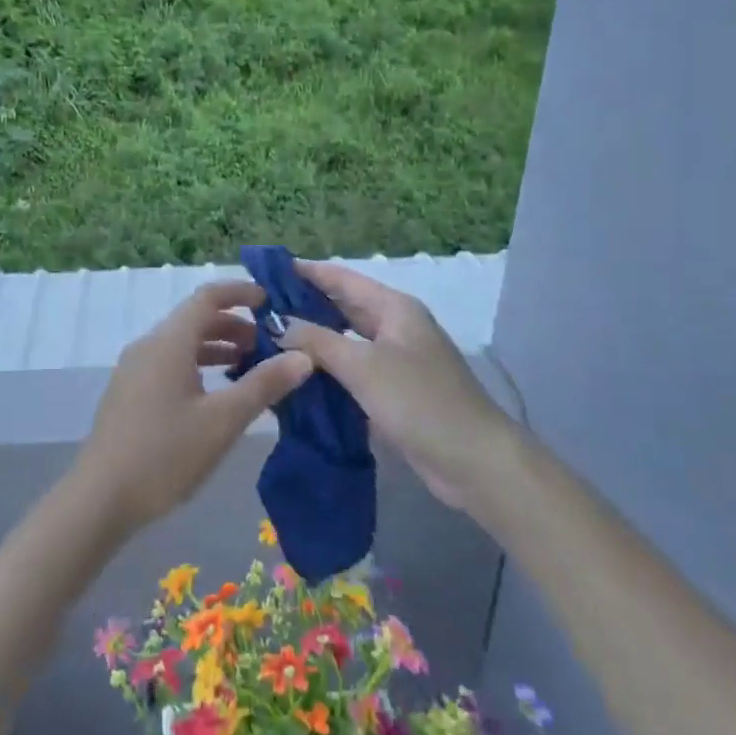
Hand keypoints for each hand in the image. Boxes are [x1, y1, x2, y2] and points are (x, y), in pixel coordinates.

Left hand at [73, 281, 312, 533]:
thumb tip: (303, 355)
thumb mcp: (222, 421)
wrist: (100, 497)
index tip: (271, 301)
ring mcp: (134, 368)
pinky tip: (214, 394)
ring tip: (249, 368)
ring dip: (216, 346)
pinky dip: (197, 364)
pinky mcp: (129, 392)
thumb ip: (263, 385)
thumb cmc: (165, 454)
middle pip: (194, 318)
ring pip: (181, 342)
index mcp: (169, 341)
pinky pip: (169, 362)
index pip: (207, 296)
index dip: (240, 292)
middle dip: (234, 325)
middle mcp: (149, 345)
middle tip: (270, 344)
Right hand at [278, 261, 513, 515]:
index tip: (266, 271)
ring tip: (269, 341)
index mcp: (393, 308)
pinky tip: (297, 378)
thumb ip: (317, 341)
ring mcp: (396, 361)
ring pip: (345, 342)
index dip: (306, 272)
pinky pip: (352, 372)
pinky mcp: (394, 392)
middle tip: (260, 310)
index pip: (341, 279)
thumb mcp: (363, 366)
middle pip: (342, 308)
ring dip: (313, 342)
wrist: (475, 463)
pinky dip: (327, 372)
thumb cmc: (420, 401)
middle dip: (304, 307)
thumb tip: (279, 323)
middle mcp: (395, 327)